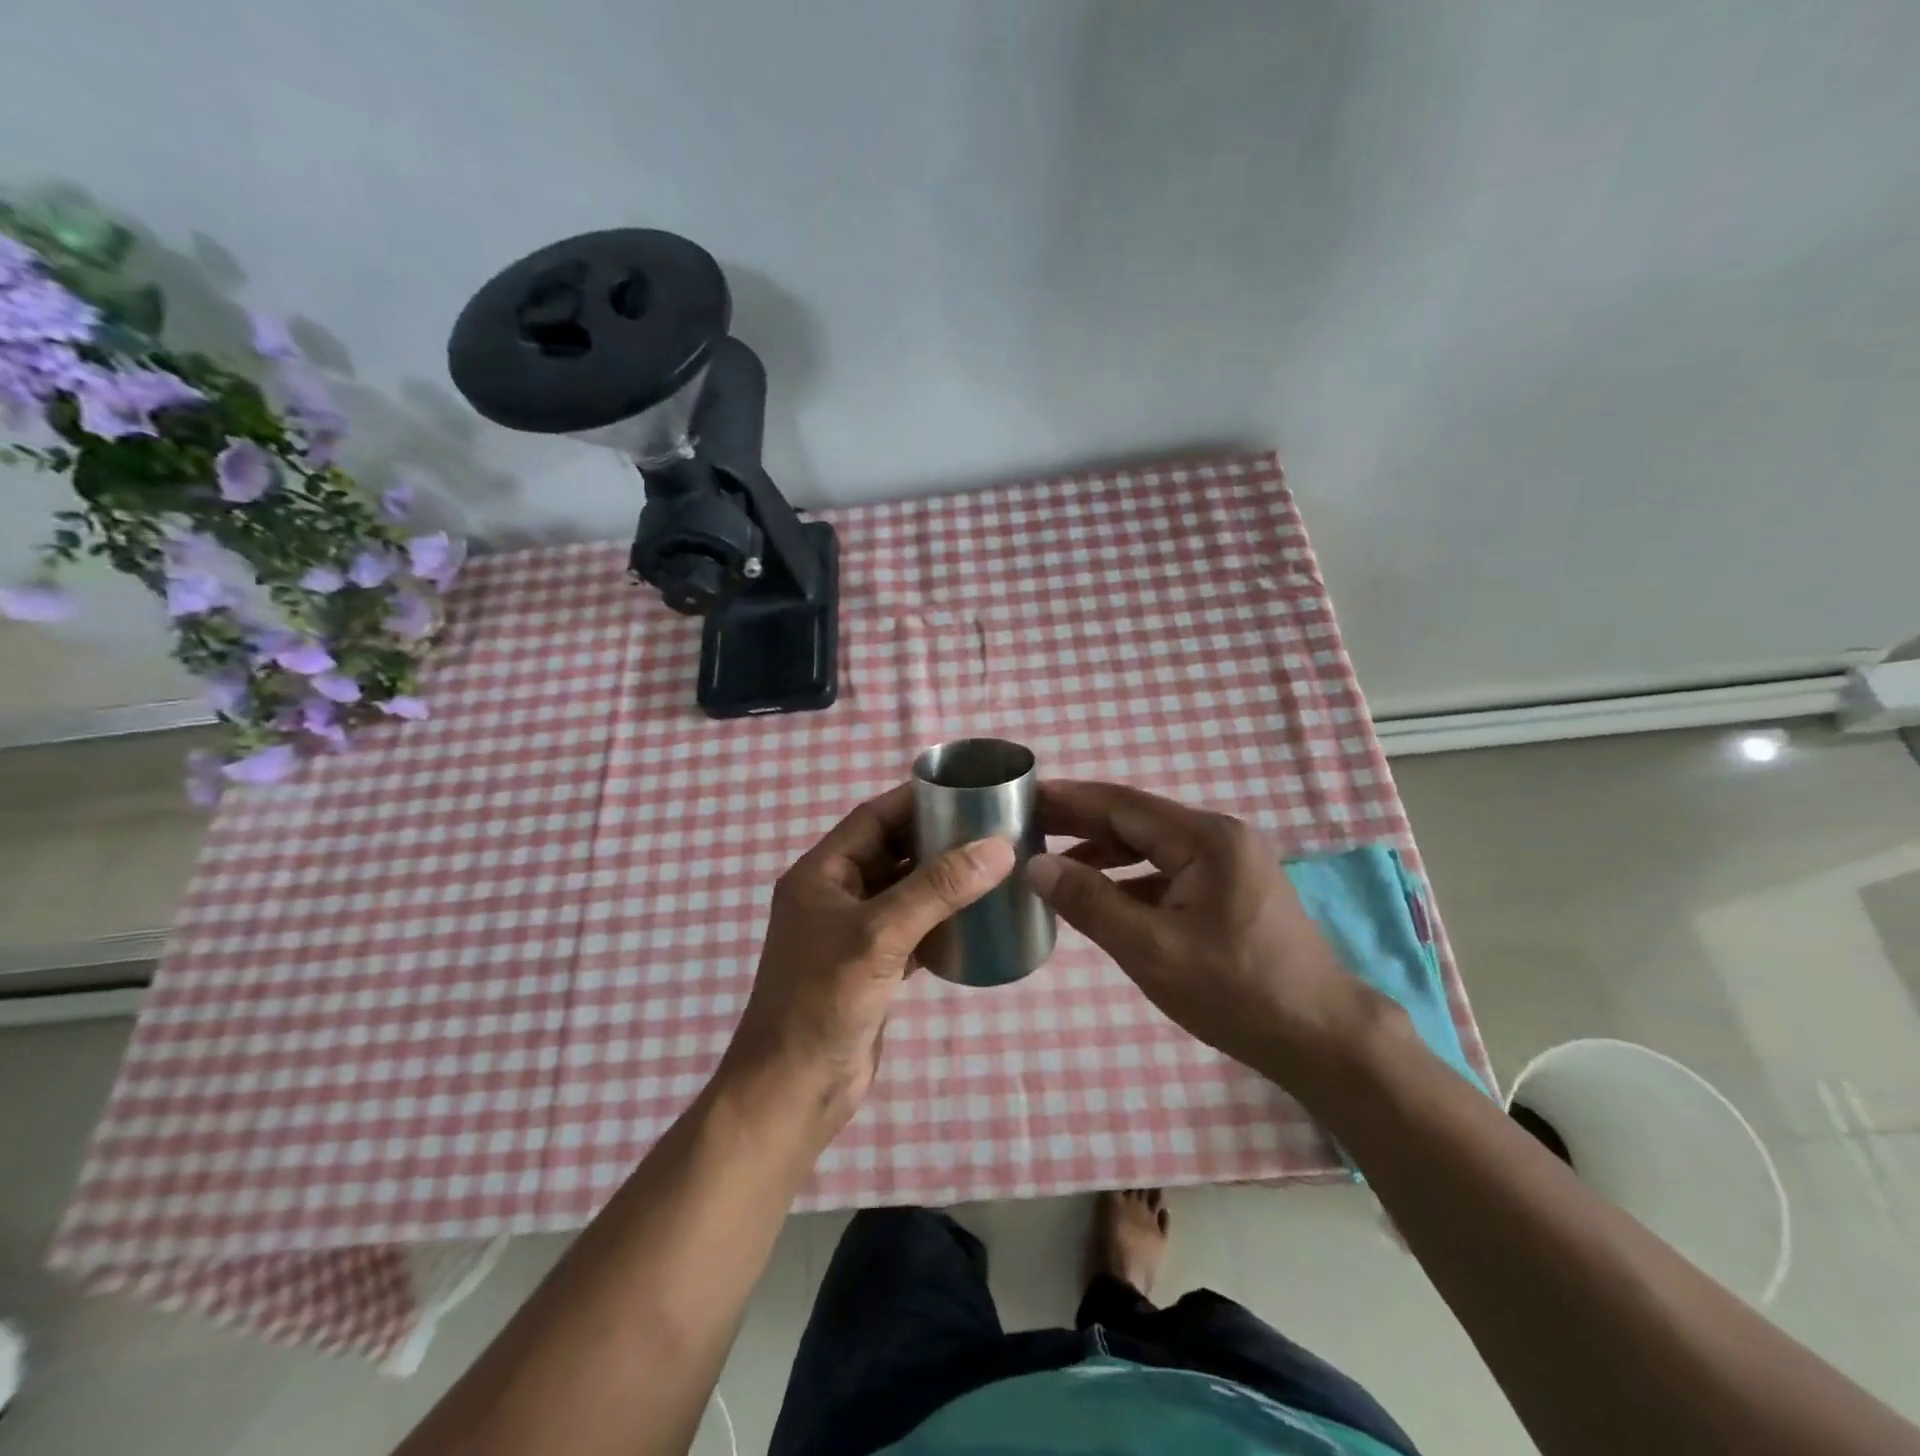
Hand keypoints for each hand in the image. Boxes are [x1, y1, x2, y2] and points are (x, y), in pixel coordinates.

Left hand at [722, 783, 1015, 1129]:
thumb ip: (937, 888)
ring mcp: (854, 933)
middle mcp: (836, 895)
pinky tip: (978, 919)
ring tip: (994, 867)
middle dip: (938, 840)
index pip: (873, 818)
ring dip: (944, 882)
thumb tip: (998, 847)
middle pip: (892, 851)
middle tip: (992, 829)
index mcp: (822, 873)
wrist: (793, 1091)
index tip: (967, 792)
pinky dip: (942, 921)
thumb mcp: (880, 935)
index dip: (917, 801)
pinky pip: (913, 929)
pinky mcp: (873, 967)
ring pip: (906, 891)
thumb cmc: (823, 1001)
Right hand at [1029, 780, 1377, 1076]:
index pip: (1123, 805)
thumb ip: (1091, 903)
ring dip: (1103, 853)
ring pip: (1151, 847)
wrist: (1322, 1039)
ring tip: (1051, 861)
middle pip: (1136, 820)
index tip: (1025, 796)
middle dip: (1080, 823)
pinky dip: (1130, 879)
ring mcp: (1229, 863)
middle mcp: (1219, 838)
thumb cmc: (1237, 993)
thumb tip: (1037, 866)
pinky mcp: (1230, 890)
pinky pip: (1167, 872)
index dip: (1070, 800)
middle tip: (1026, 825)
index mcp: (1206, 839)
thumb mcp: (1153, 951)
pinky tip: (1100, 896)